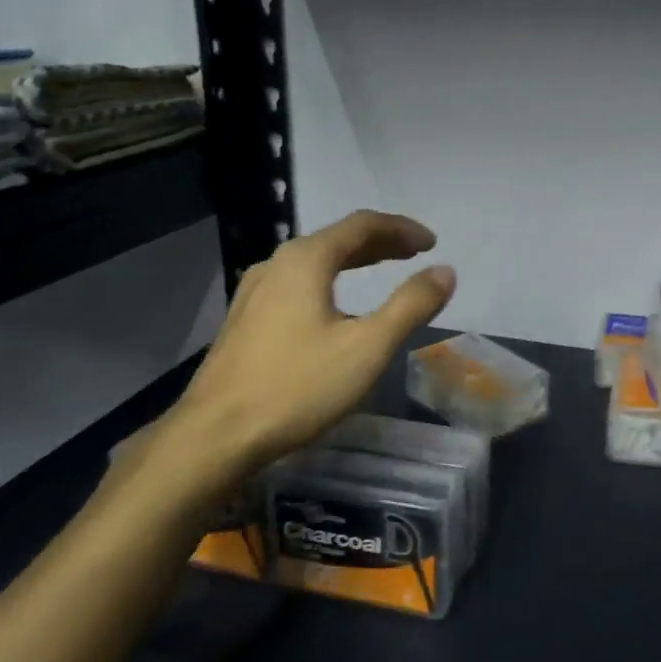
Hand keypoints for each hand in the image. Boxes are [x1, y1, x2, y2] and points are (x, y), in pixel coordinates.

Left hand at [133, 211, 454, 524]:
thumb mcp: (368, 347)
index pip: (362, 225)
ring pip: (314, 262)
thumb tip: (445, 271)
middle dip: (380, 243)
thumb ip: (410, 305)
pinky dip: (329, 281)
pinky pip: (297, 284)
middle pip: (336, 239)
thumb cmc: (297, 387)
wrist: (215, 435)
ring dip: (353, 261)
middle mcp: (276, 264)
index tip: (432, 243)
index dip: (402, 229)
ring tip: (381, 271)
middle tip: (414, 253)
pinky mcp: (245, 319)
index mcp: (306, 260)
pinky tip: (334, 307)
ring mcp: (254, 292)